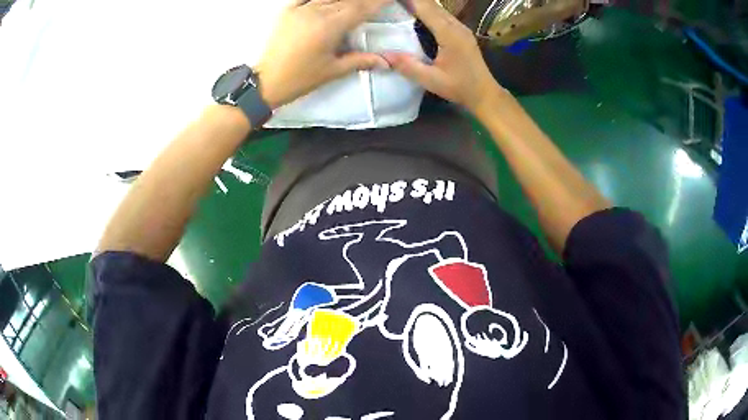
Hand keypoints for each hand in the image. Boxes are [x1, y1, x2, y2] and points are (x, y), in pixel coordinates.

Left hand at [257, 0, 392, 108]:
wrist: (267, 80)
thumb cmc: (301, 78)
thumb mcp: (333, 70)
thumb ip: (361, 60)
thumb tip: (386, 62)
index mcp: (331, 26)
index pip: (361, 8)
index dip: (377, 2)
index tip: (390, 0)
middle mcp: (317, 12)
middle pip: (348, 0)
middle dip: (363, 1)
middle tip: (372, 5)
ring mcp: (301, 8)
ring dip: (345, 0)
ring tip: (354, 4)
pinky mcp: (288, 10)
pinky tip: (329, 2)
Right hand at [382, 0, 506, 113]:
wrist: (485, 94)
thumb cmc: (460, 87)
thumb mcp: (432, 81)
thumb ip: (408, 66)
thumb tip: (384, 56)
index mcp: (449, 34)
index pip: (426, 8)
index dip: (409, 1)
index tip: (390, 0)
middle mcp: (457, 26)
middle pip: (432, 5)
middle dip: (413, 1)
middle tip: (392, 3)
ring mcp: (461, 28)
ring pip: (438, 9)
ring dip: (420, 5)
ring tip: (402, 7)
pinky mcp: (462, 32)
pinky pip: (443, 15)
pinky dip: (428, 11)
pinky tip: (417, 15)